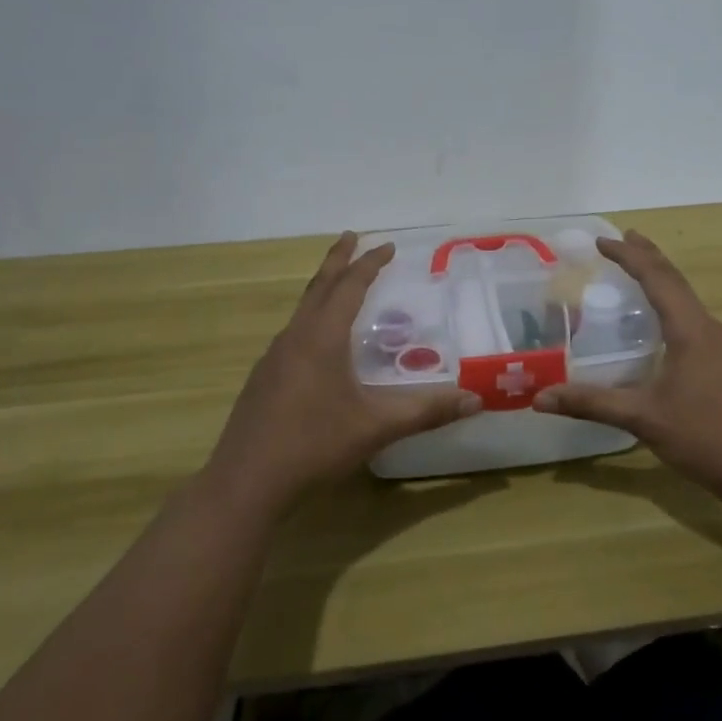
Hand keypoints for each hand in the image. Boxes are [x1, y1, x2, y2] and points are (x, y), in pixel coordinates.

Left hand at [205, 232, 480, 514]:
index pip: (349, 286)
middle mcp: (295, 337)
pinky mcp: (263, 379)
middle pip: (318, 286)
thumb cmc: (314, 445)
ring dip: (322, 289)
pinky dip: (311, 318)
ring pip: (301, 309)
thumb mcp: (376, 427)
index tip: (387, 245)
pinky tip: (318, 342)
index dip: (369, 264)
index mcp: (321, 337)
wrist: (246, 482)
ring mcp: (273, 358)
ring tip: (339, 284)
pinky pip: (293, 333)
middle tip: (351, 237)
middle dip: (338, 260)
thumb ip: (426, 411)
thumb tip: (475, 400)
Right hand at [533, 231, 721, 502]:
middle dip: (647, 255)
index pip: (656, 278)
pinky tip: (662, 318)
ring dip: (661, 277)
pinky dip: (671, 301)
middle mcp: (708, 327)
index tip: (601, 241)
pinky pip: (692, 315)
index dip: (628, 256)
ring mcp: (721, 344)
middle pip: (675, 279)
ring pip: (686, 297)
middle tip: (622, 237)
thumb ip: (590, 403)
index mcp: (689, 330)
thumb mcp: (641, 418)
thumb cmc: (703, 437)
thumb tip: (539, 398)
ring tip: (639, 265)